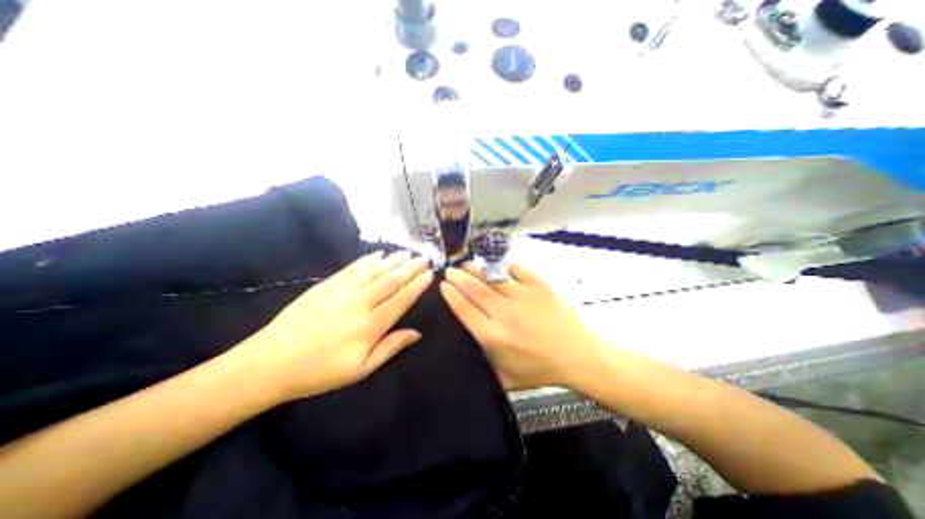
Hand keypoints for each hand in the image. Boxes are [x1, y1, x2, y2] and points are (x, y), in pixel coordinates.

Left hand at [235, 250, 428, 401]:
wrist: (269, 363)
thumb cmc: (319, 372)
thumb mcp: (360, 369)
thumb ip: (390, 347)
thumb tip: (417, 333)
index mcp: (370, 326)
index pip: (401, 299)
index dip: (417, 285)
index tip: (430, 274)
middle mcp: (360, 303)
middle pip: (391, 280)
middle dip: (411, 268)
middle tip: (424, 258)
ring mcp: (342, 290)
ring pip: (374, 270)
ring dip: (394, 260)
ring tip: (408, 253)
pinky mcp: (327, 285)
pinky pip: (353, 268)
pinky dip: (368, 260)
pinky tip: (379, 254)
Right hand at [441, 264, 608, 387]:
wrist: (578, 356)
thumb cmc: (540, 369)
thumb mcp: (506, 377)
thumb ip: (485, 362)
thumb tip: (469, 342)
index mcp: (493, 336)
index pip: (464, 309)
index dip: (451, 294)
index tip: (444, 285)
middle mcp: (504, 313)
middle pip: (474, 289)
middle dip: (458, 277)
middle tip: (450, 270)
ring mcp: (523, 296)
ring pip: (492, 276)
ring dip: (476, 268)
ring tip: (467, 264)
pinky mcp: (539, 286)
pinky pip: (517, 270)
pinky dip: (505, 266)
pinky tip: (498, 265)